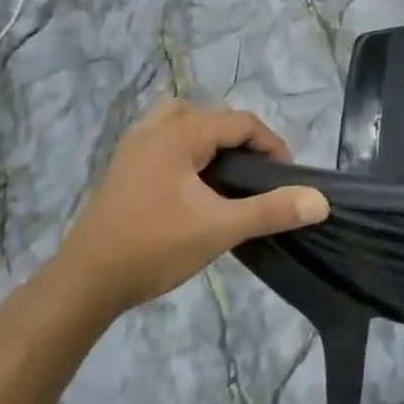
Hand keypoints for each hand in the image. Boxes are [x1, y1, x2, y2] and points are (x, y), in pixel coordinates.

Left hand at [55, 99, 327, 314]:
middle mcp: (156, 128)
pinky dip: (187, 149)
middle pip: (214, 117)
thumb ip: (272, 210)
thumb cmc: (153, 248)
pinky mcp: (122, 167)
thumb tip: (321, 201)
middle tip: (257, 180)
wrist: (81, 285)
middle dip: (243, 142)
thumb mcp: (220, 229)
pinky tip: (191, 184)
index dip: (271, 145)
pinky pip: (165, 139)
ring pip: (185, 122)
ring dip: (211, 141)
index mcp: (180, 133)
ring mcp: (134, 146)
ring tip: (224, 175)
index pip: (241, 122)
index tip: (285, 178)